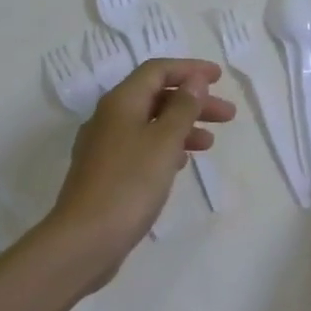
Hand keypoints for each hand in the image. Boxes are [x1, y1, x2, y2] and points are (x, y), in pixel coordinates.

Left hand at [45, 58, 234, 288]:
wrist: (83, 241)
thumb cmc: (129, 184)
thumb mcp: (164, 141)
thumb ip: (183, 108)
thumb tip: (194, 80)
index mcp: (121, 102)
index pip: (157, 70)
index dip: (190, 70)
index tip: (219, 78)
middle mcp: (110, 117)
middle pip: (156, 96)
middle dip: (193, 101)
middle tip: (227, 115)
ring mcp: (105, 146)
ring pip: (151, 123)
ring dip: (183, 126)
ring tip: (211, 143)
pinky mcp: (106, 173)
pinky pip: (142, 146)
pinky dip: (166, 147)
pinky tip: (182, 162)